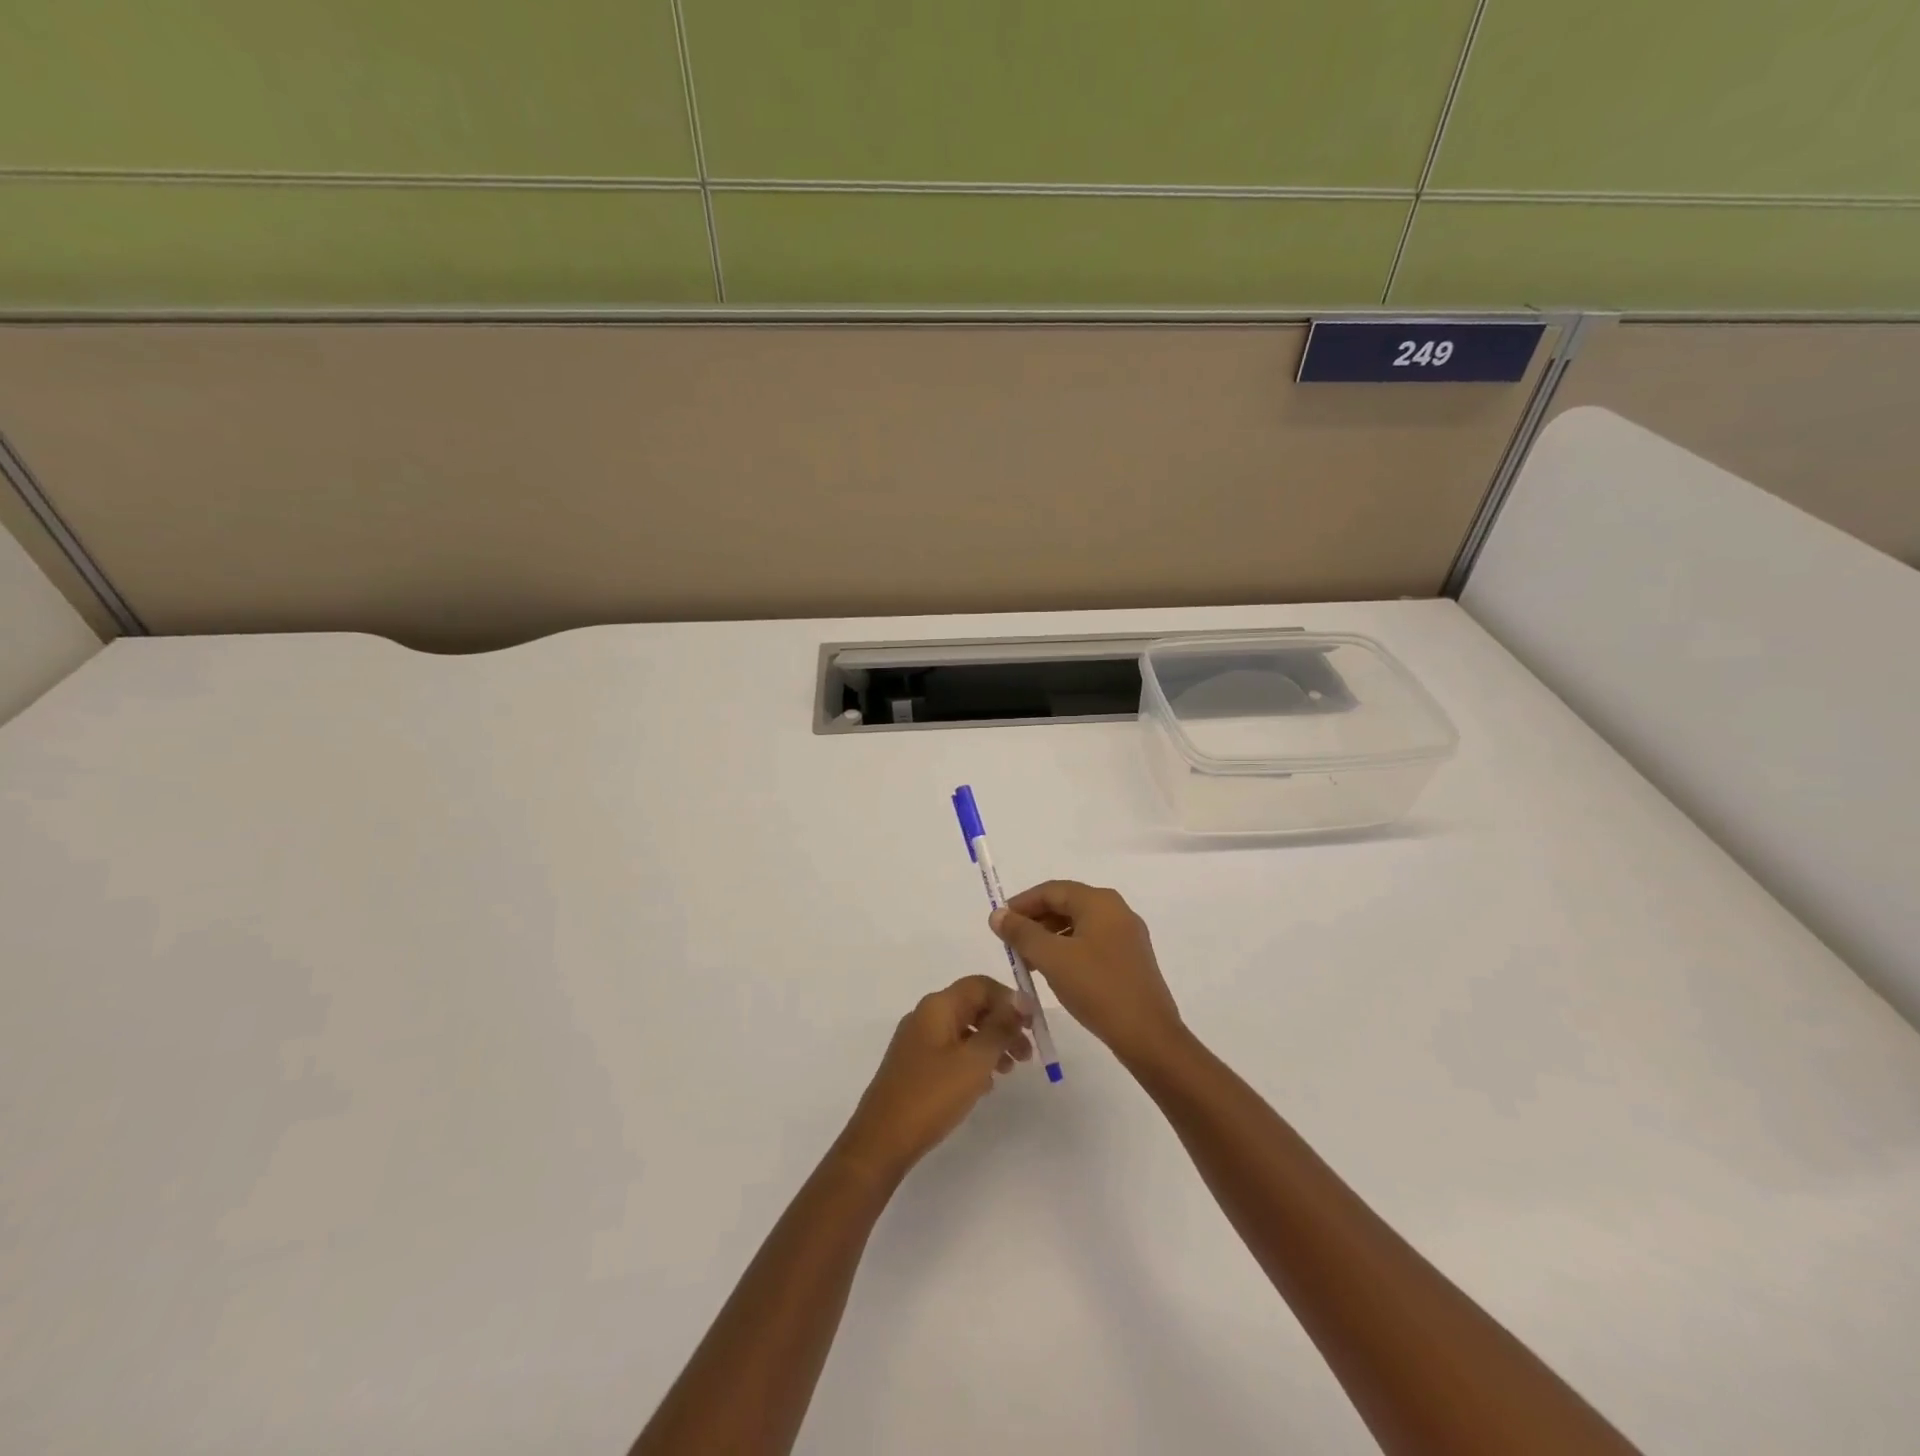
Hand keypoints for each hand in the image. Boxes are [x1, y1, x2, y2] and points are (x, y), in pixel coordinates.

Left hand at [836, 976, 1032, 1182]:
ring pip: (964, 1030)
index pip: (980, 985)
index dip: (1009, 999)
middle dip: (1003, 1024)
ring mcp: (918, 1040)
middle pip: (973, 1006)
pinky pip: (952, 1050)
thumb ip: (1000, 1027)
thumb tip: (1020, 1000)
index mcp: (938, 1006)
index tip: (1033, 1025)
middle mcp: (926, 1015)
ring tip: (1011, 1070)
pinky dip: (973, 1059)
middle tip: (1027, 1053)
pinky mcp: (915, 1064)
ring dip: (991, 1044)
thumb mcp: (974, 1060)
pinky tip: (986, 1084)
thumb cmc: (932, 1095)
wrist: (882, 1139)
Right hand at [990, 881, 1184, 1067]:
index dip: (1021, 904)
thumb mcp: (1051, 958)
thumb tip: (998, 915)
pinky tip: (1055, 973)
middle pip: (1066, 905)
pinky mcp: (1131, 959)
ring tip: (1028, 963)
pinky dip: (1068, 951)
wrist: (1147, 1035)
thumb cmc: (1097, 988)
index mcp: (1099, 902)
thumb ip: (1021, 933)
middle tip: (1010, 945)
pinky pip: (1091, 943)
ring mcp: (1127, 935)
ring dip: (1049, 939)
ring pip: (1078, 926)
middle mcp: (1116, 911)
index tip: (999, 924)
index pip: (1051, 890)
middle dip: (1034, 922)